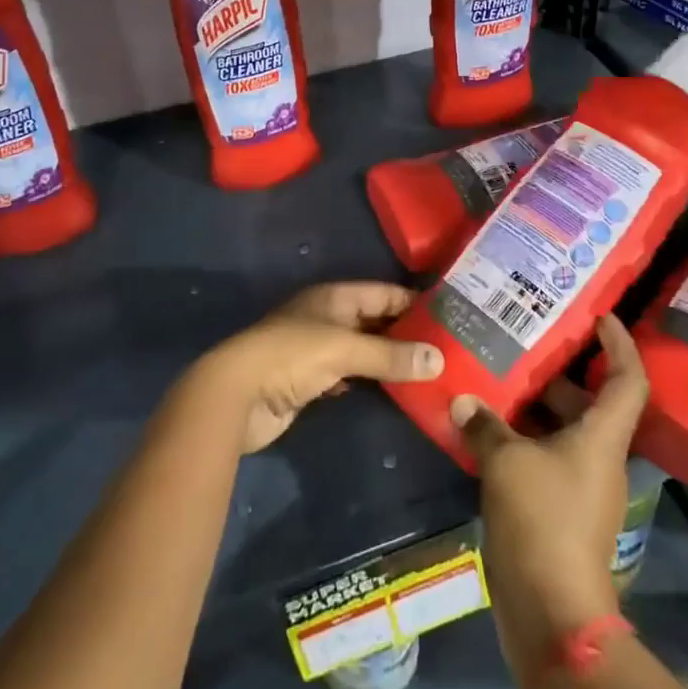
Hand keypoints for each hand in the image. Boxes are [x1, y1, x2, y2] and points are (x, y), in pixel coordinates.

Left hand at [192, 282, 444, 453]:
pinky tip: (397, 392)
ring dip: (390, 360)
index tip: (449, 315)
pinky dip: (372, 382)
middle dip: (406, 334)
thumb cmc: (291, 356)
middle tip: (447, 349)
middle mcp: (327, 317)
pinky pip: (351, 377)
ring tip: (431, 372)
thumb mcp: (343, 349)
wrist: (238, 395)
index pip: (382, 293)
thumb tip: (439, 359)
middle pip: (374, 321)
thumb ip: (390, 354)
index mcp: (333, 297)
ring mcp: (318, 350)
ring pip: (364, 350)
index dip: (412, 302)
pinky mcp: (311, 381)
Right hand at [452, 316, 648, 683]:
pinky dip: (521, 439)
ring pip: (562, 431)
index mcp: (601, 437)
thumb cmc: (541, 520)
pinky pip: (545, 458)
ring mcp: (581, 487)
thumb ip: (484, 425)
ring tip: (495, 376)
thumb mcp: (506, 462)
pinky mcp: (561, 512)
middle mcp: (599, 458)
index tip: (600, 315)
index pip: (627, 380)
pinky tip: (485, 428)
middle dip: (559, 371)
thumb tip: (463, 399)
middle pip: (589, 402)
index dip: (619, 344)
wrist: (552, 613)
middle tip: (524, 341)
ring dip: (533, 406)